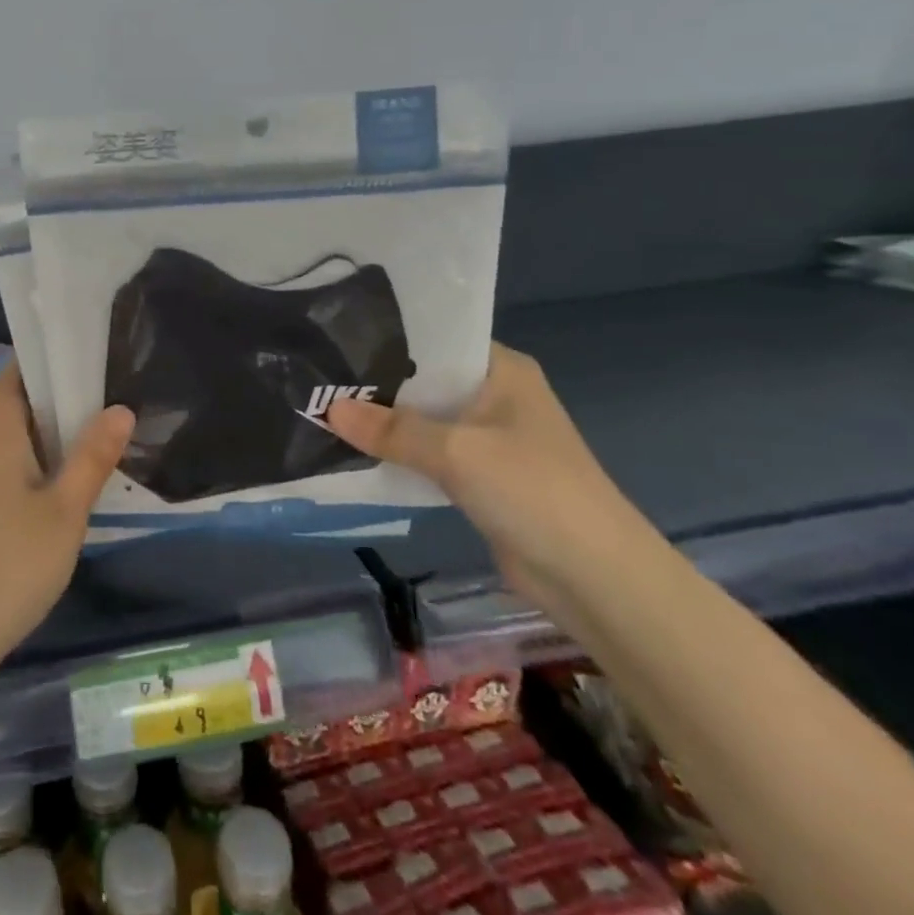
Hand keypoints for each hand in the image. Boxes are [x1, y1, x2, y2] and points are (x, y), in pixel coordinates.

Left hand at [0, 366, 133, 671]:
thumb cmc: (11, 561)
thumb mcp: (64, 510)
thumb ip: (91, 458)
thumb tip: (119, 408)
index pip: (8, 381)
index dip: (34, 362)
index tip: (72, 353)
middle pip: (10, 410)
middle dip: (49, 396)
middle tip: (97, 389)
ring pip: (11, 444)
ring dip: (45, 432)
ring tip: (91, 429)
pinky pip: (10, 472)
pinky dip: (37, 463)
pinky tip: (65, 483)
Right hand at [327, 345, 655, 614]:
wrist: (595, 578)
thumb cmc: (532, 490)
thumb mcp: (455, 451)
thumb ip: (390, 429)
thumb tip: (327, 409)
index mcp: (501, 369)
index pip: (434, 338)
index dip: (385, 338)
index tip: (336, 336)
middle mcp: (494, 395)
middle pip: (423, 380)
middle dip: (376, 383)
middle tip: (317, 374)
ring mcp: (488, 438)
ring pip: (422, 419)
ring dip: (383, 423)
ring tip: (323, 408)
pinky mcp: (480, 476)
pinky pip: (427, 455)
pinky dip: (397, 454)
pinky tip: (354, 450)